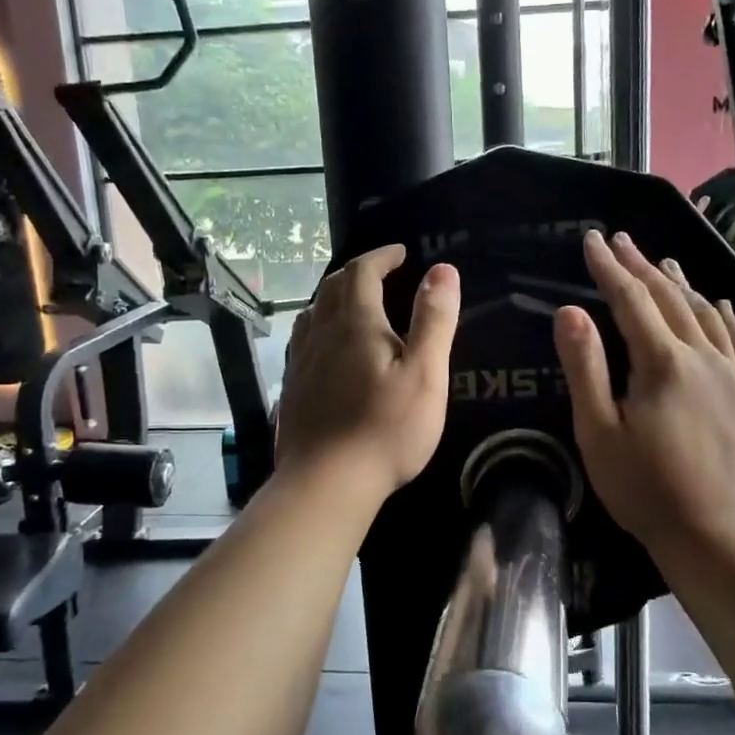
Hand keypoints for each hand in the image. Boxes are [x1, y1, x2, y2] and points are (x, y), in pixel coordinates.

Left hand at [274, 244, 460, 502]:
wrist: (326, 482)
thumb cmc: (386, 429)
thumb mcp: (425, 373)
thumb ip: (434, 320)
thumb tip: (442, 270)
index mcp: (356, 324)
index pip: (363, 272)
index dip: (382, 256)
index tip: (401, 252)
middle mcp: (322, 334)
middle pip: (333, 287)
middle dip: (359, 272)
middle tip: (382, 272)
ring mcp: (301, 362)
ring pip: (313, 313)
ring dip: (334, 296)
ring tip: (354, 302)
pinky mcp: (292, 389)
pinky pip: (303, 341)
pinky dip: (319, 326)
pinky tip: (327, 347)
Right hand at [554, 230, 734, 567]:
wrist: (717, 535)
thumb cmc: (646, 489)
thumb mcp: (599, 432)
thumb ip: (585, 368)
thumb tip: (571, 311)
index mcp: (661, 362)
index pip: (630, 299)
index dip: (608, 267)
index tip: (592, 239)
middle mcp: (703, 356)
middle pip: (669, 298)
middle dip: (642, 265)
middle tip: (622, 240)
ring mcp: (734, 375)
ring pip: (706, 314)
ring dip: (682, 284)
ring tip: (665, 262)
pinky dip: (729, 318)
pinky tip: (721, 307)